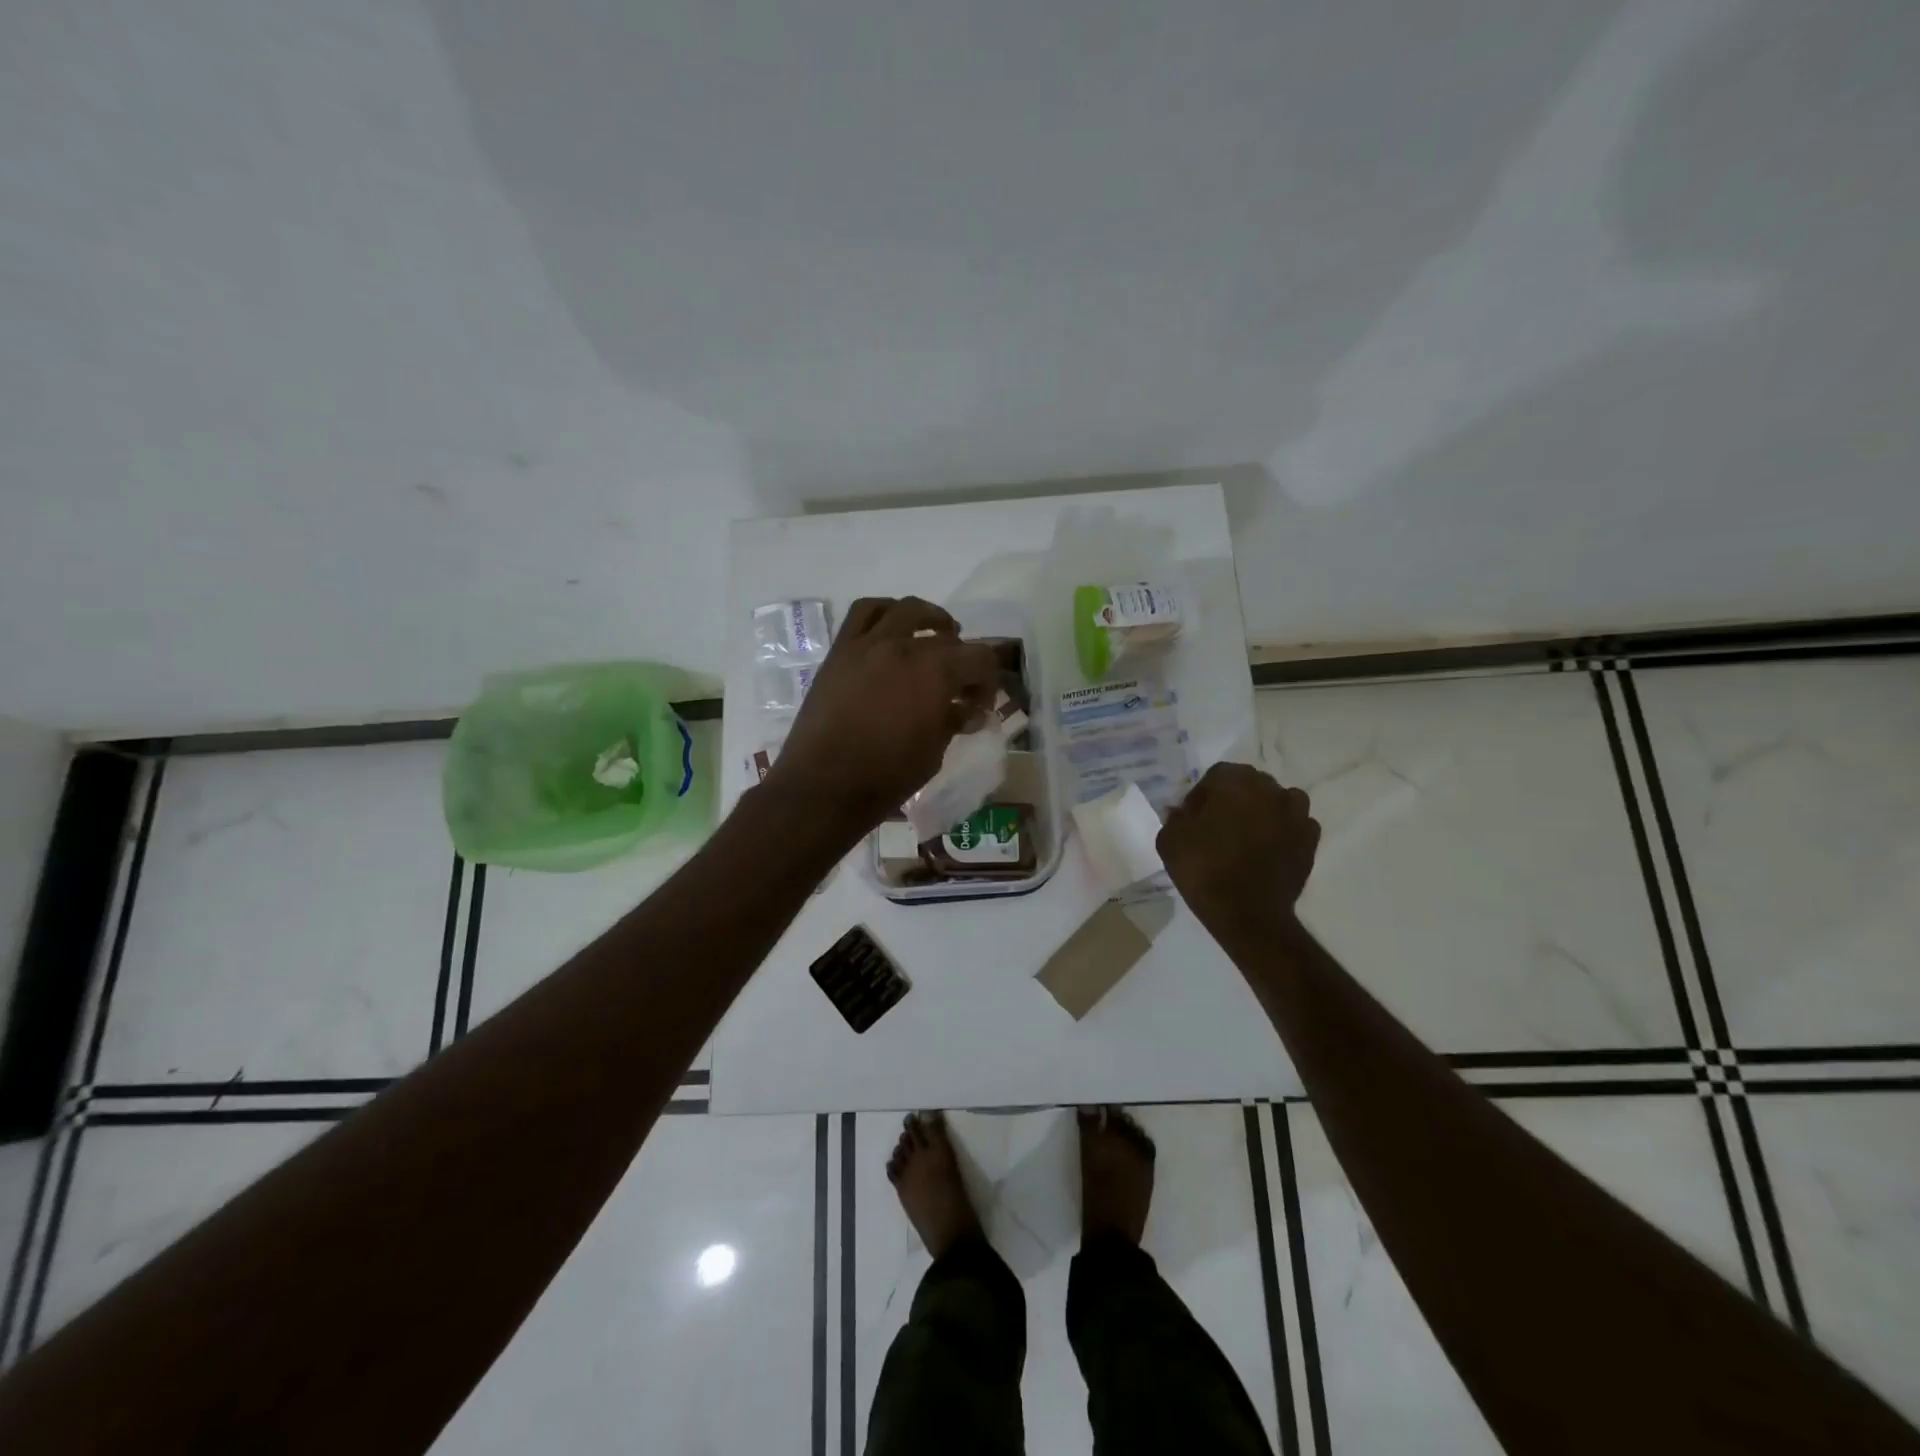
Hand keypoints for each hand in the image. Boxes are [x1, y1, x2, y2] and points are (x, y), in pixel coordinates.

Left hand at [764, 597, 999, 836]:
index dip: (987, 683)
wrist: (824, 785)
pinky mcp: (841, 651)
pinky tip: (892, 630)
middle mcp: (904, 646)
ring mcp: (869, 644)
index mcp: (936, 672)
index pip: (980, 659)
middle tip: (960, 688)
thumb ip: (953, 721)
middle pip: (948, 639)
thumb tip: (966, 710)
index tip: (979, 707)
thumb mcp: (933, 752)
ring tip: (936, 636)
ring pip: (907, 610)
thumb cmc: (887, 776)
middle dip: (963, 662)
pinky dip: (885, 612)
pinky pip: (864, 613)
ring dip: (929, 620)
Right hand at [1157, 762, 1320, 935]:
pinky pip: (1297, 824)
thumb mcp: (1169, 841)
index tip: (1194, 818)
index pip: (1216, 776)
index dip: (1203, 795)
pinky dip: (1285, 830)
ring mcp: (1294, 813)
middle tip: (1219, 826)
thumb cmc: (1203, 870)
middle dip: (1235, 799)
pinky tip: (1271, 848)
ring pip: (1279, 800)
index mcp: (1232, 782)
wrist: (1247, 913)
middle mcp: (1268, 789)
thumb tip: (1182, 812)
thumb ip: (1175, 818)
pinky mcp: (1310, 839)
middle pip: (1250, 783)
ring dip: (1265, 810)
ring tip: (1249, 835)